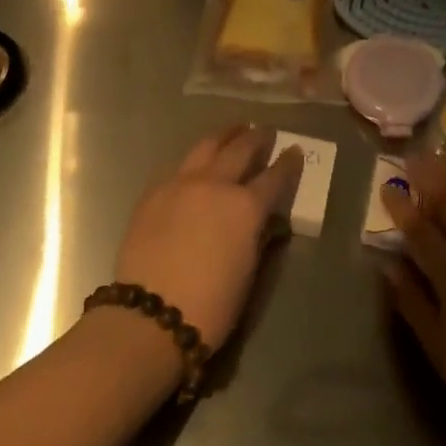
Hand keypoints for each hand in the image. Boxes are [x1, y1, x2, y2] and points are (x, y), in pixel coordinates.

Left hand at [112, 125, 302, 349]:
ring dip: (224, 136)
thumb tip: (264, 222)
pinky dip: (194, 160)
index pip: (274, 177)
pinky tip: (196, 163)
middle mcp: (215, 185)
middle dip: (256, 138)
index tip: (294, 150)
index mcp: (245, 207)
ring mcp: (180, 184)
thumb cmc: (211, 305)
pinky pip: (178, 166)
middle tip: (264, 131)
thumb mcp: (248, 272)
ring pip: (206, 146)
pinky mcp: (153, 192)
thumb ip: (257, 237)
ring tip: (233, 130)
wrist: (150, 315)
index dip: (288, 163)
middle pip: (240, 149)